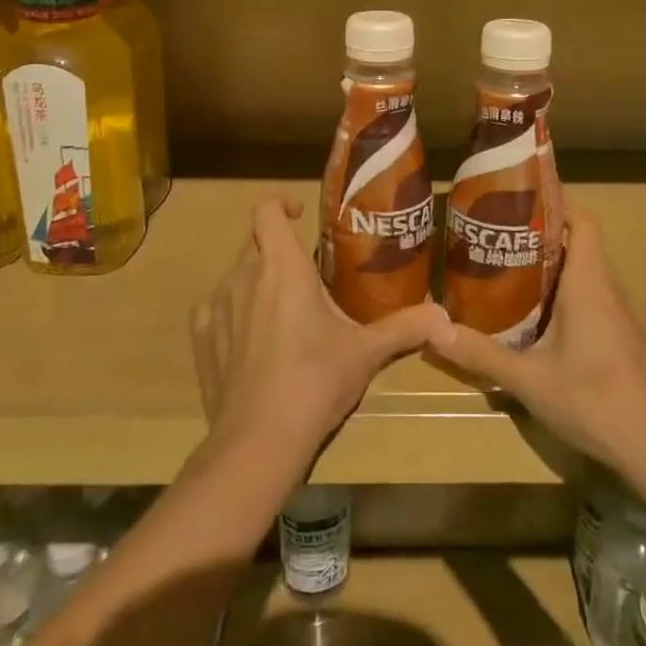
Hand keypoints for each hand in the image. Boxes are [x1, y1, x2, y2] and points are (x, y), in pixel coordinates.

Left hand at [191, 196, 450, 471]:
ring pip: (236, 275)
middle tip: (307, 273)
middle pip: (254, 241)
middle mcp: (243, 276)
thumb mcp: (366, 352)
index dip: (281, 204)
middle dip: (278, 248)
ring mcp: (216, 306)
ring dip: (257, 280)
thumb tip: (444, 317)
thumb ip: (405, 328)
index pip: (266, 210)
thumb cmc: (316, 381)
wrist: (258, 440)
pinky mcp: (202, 338)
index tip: (301, 215)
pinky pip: (217, 308)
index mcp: (282, 267)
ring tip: (284, 310)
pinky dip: (234, 311)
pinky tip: (252, 339)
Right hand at [432, 212, 645, 477]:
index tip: (522, 207)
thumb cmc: (594, 401)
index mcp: (590, 285)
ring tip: (517, 286)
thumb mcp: (528, 380)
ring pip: (592, 280)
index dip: (557, 207)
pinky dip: (577, 304)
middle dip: (544, 244)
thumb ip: (481, 354)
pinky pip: (603, 306)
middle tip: (502, 249)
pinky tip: (552, 333)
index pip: (583, 222)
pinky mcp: (636, 343)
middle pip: (582, 249)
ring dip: (559, 276)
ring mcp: (630, 319)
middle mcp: (614, 292)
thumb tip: (432, 331)